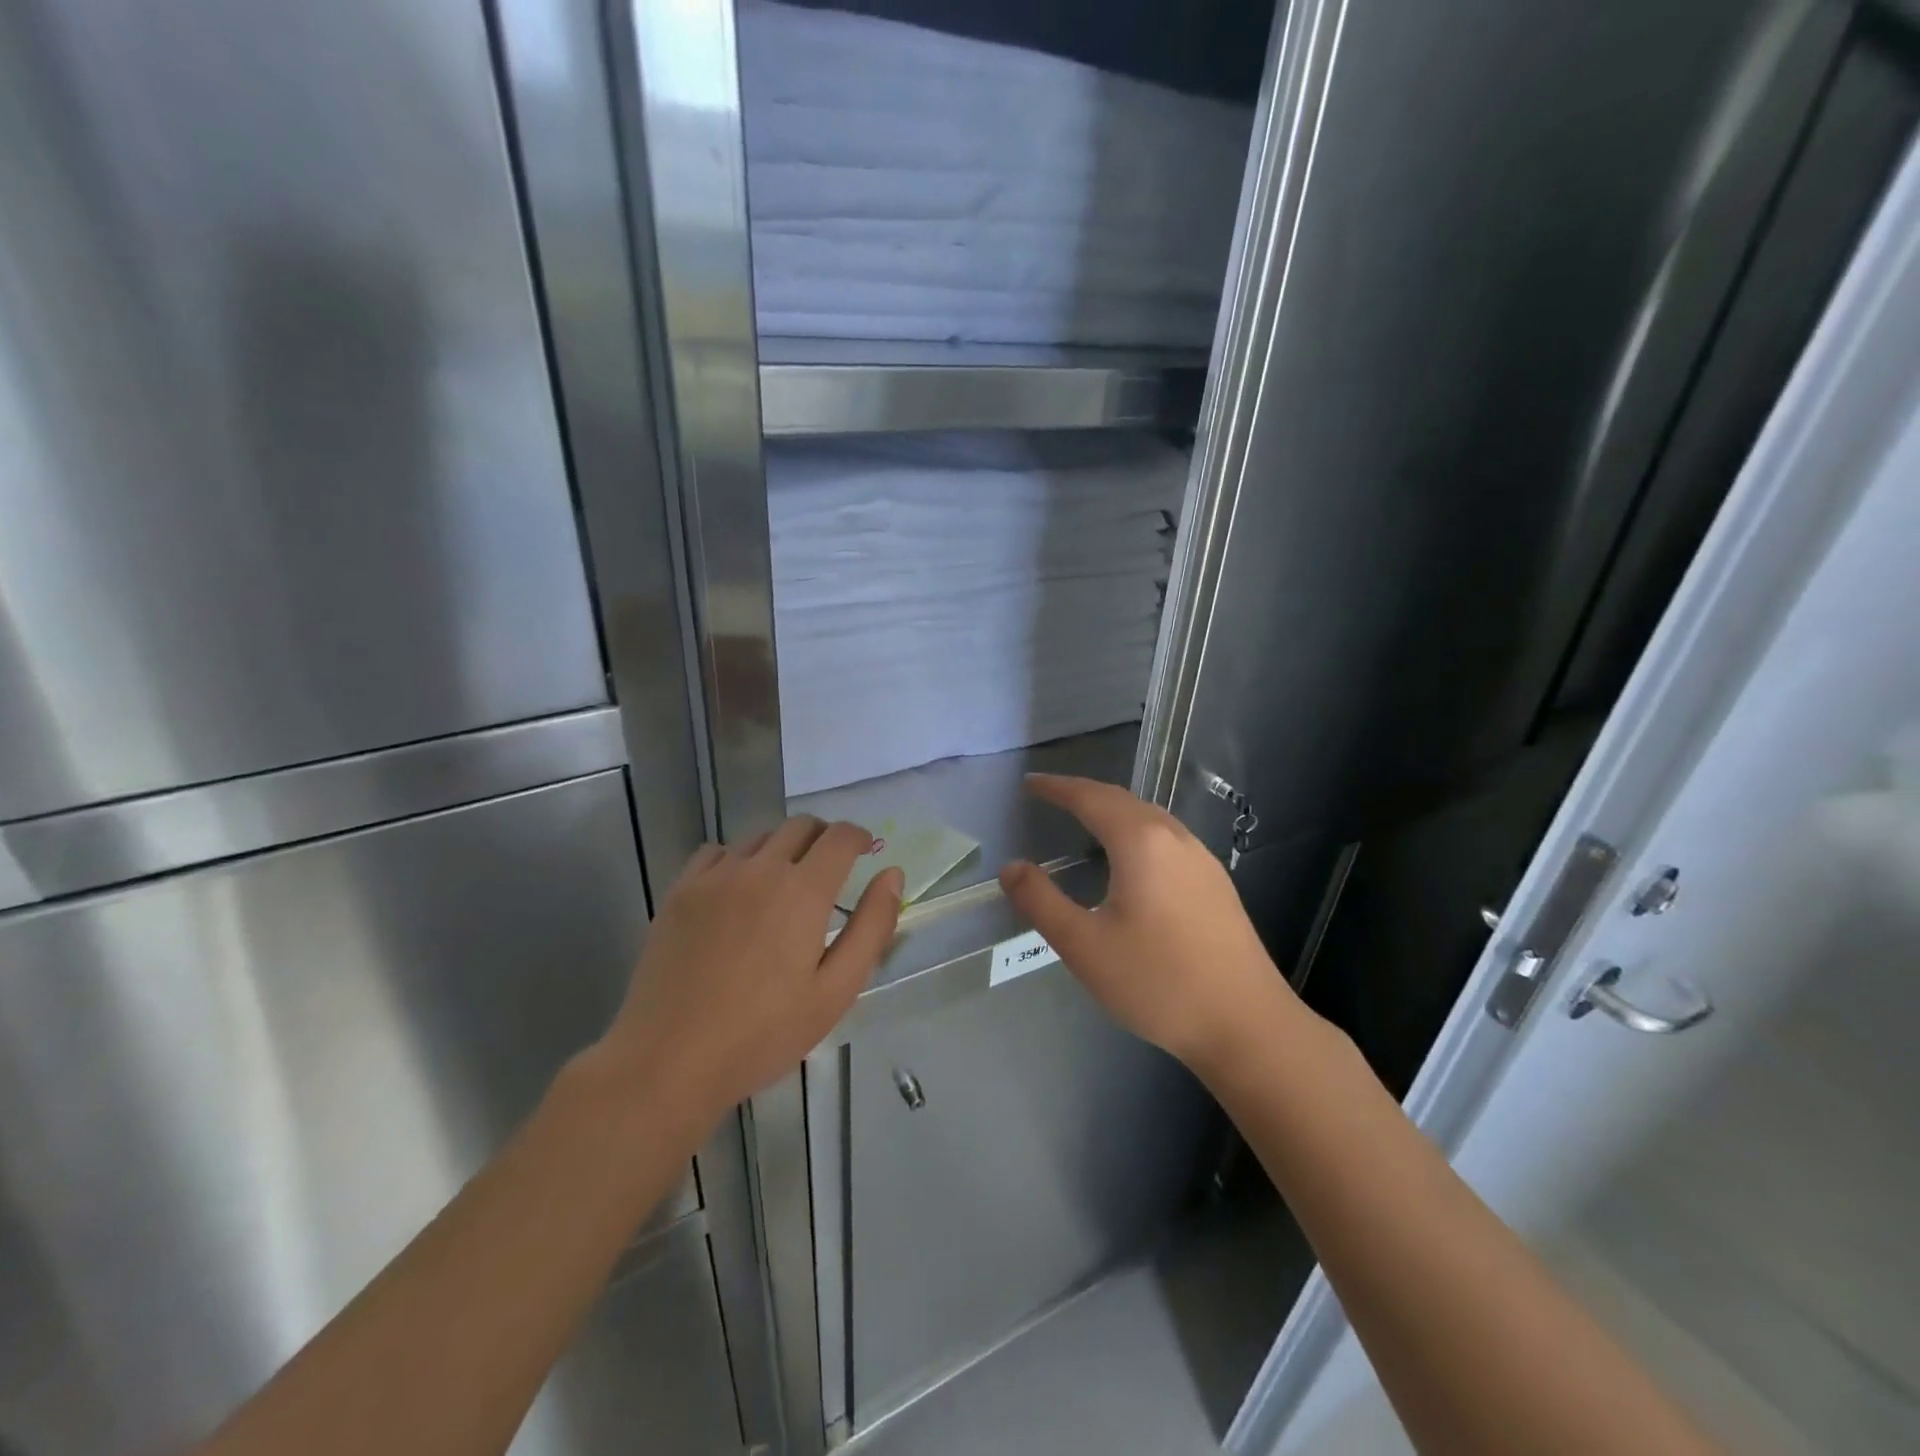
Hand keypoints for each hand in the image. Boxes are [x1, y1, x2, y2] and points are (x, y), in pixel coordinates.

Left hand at [592, 817, 903, 1130]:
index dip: (859, 837)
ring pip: (760, 837)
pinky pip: (718, 852)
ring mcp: (714, 876)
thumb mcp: (836, 991)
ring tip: (785, 886)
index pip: (839, 837)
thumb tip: (892, 874)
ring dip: (783, 849)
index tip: (866, 850)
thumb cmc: (763, 1034)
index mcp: (802, 891)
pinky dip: (739, 859)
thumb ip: (871, 927)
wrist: (668, 1061)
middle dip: (824, 838)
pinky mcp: (680, 891)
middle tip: (831, 870)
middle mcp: (759, 868)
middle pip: (800, 826)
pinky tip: (738, 892)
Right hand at [998, 774, 1304, 1077]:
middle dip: (1084, 793)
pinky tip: (1131, 858)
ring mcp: (1202, 859)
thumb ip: (1041, 901)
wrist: (1247, 1024)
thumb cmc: (1158, 982)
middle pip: (1122, 800)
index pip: (1090, 798)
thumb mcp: (1084, 946)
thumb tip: (1011, 867)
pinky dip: (1136, 830)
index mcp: (1141, 842)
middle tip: (1051, 796)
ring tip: (1085, 820)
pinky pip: (1167, 837)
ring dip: (1113, 810)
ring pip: (1149, 817)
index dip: (1057, 787)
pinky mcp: (1216, 882)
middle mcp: (1174, 838)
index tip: (1030, 783)